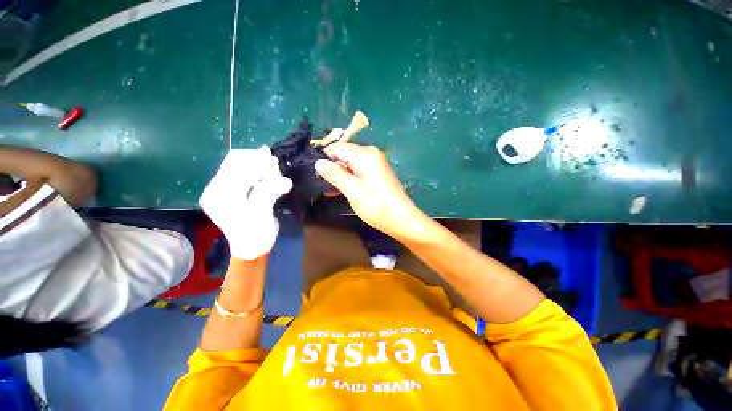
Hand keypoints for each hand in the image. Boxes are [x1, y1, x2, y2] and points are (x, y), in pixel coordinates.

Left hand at [200, 147, 291, 260]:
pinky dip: (259, 171)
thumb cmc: (255, 234)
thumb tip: (284, 179)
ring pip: (241, 166)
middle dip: (258, 161)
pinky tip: (270, 172)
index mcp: (219, 195)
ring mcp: (225, 188)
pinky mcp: (235, 191)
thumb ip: (268, 192)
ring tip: (275, 169)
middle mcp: (217, 188)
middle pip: (236, 163)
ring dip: (260, 165)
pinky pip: (246, 173)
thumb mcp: (261, 213)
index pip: (236, 169)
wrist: (252, 248)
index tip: (276, 162)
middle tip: (276, 163)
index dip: (257, 163)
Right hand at [314, 142, 423, 238]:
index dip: (325, 158)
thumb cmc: (375, 204)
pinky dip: (350, 179)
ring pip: (351, 165)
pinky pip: (359, 172)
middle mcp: (371, 154)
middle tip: (321, 183)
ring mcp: (376, 164)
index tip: (315, 172)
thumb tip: (318, 162)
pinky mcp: (378, 174)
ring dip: (340, 175)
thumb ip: (334, 174)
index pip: (337, 147)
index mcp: (365, 154)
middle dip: (333, 167)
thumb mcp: (351, 189)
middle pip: (345, 155)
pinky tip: (340, 190)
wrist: (401, 219)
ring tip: (328, 189)